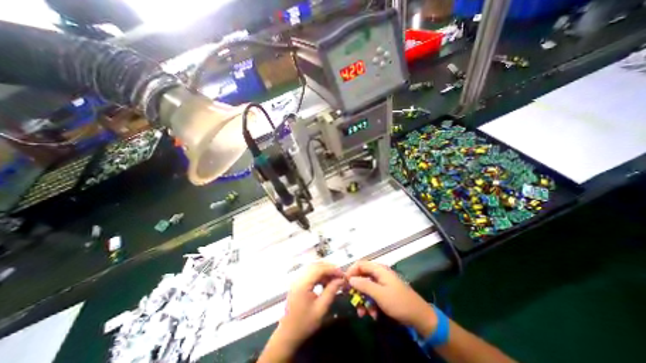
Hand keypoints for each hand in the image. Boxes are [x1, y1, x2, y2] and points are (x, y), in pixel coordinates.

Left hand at [259, 263, 345, 360]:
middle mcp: (299, 277)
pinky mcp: (298, 282)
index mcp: (303, 283)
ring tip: (334, 278)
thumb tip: (341, 280)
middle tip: (340, 275)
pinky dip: (319, 274)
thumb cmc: (305, 323)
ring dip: (324, 270)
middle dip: (329, 268)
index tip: (342, 274)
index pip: (319, 268)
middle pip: (316, 265)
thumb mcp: (321, 309)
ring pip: (313, 267)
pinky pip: (310, 272)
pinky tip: (325, 282)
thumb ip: (331, 291)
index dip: (332, 269)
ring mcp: (297, 279)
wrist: (287, 334)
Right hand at [346, 261, 436, 336]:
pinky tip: (372, 315)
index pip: (360, 264)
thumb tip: (350, 279)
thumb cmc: (398, 302)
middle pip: (362, 276)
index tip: (345, 283)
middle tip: (353, 301)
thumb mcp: (379, 294)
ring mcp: (382, 283)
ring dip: (363, 300)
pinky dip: (370, 304)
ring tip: (363, 313)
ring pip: (366, 288)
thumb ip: (364, 285)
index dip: (351, 272)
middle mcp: (379, 274)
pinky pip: (372, 295)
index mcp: (379, 269)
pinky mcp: (384, 292)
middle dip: (357, 290)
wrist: (419, 317)